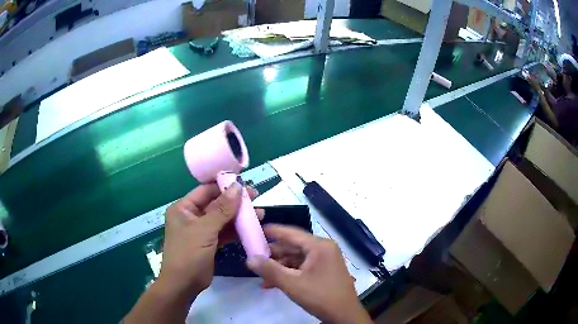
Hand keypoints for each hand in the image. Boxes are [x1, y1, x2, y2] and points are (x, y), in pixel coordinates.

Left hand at [159, 182, 263, 296]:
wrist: (184, 284)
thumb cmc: (189, 253)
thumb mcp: (205, 229)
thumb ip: (222, 208)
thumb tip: (238, 186)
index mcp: (184, 208)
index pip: (206, 190)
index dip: (224, 186)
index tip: (245, 185)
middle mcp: (191, 216)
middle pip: (216, 204)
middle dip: (235, 202)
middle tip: (256, 198)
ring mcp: (201, 230)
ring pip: (222, 218)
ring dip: (239, 216)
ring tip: (260, 213)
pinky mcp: (209, 242)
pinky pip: (224, 232)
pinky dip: (236, 230)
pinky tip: (251, 227)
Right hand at [246, 225, 371, 323]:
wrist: (344, 315)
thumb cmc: (319, 296)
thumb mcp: (291, 283)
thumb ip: (269, 270)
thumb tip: (249, 259)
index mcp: (319, 246)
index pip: (292, 233)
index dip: (274, 231)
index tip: (256, 229)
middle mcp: (324, 249)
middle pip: (293, 247)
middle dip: (274, 255)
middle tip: (254, 257)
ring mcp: (325, 261)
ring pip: (297, 259)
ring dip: (279, 267)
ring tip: (261, 275)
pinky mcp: (324, 272)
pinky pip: (303, 268)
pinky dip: (289, 274)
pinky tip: (273, 284)